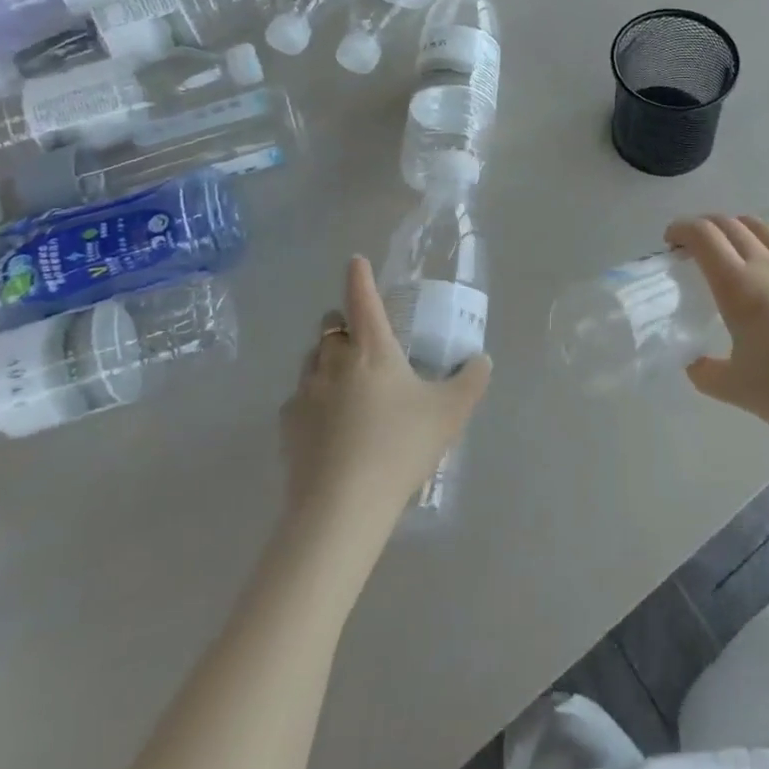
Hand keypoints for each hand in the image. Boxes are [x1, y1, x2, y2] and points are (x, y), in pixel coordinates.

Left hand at [279, 257, 491, 534]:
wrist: (341, 507)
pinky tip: (328, 424)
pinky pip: (299, 398)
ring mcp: (305, 393)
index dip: (359, 275)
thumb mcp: (451, 413)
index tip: (355, 260)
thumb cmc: (400, 446)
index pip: (363, 298)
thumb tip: (481, 361)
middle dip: (343, 323)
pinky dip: (313, 399)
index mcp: (373, 349)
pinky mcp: (287, 426)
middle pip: (330, 326)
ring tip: (347, 383)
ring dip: (327, 359)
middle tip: (364, 340)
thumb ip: (471, 381)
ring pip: (312, 359)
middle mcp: (335, 361)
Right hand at [671, 214, 768, 459]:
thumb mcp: (738, 390)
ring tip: (731, 242)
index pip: (704, 237)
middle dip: (706, 227)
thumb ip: (706, 373)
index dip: (682, 230)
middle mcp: (767, 265)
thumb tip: (693, 363)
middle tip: (694, 246)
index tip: (671, 243)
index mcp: (738, 287)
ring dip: (739, 226)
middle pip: (730, 225)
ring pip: (763, 227)